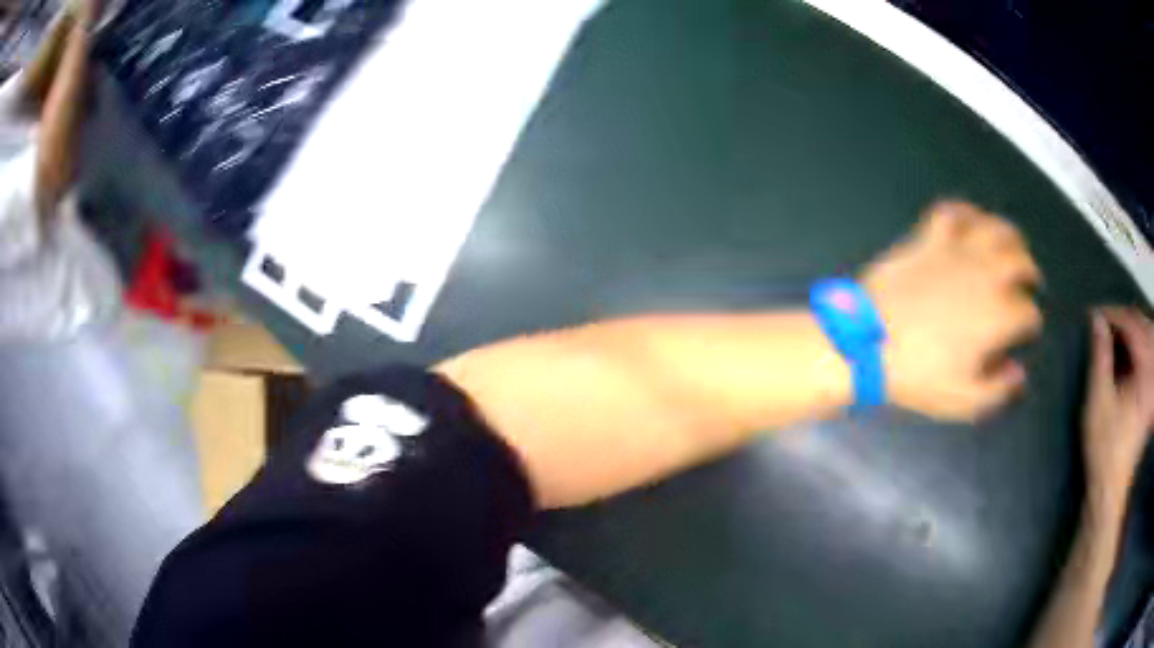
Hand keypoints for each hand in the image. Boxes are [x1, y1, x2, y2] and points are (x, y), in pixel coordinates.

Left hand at [861, 201, 1042, 420]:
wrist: (867, 342)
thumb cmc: (918, 375)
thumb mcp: (963, 400)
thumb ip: (998, 389)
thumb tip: (1019, 374)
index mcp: (997, 315)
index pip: (1028, 312)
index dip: (1031, 322)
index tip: (1026, 329)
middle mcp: (984, 275)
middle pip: (1020, 261)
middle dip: (1030, 272)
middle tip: (1029, 280)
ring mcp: (956, 251)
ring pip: (993, 228)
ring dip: (1009, 234)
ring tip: (1012, 243)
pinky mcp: (929, 238)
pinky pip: (952, 212)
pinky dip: (965, 211)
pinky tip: (971, 219)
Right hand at [1082, 307, 1153, 520]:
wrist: (1111, 488)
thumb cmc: (1105, 447)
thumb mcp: (1099, 400)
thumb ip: (1100, 356)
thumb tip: (1096, 318)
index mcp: (1144, 369)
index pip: (1132, 324)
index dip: (1113, 315)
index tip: (1095, 314)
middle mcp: (1152, 372)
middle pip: (1143, 326)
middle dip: (1126, 319)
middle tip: (1106, 321)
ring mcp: (1152, 386)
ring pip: (1148, 339)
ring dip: (1135, 330)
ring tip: (1117, 333)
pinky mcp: (1151, 397)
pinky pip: (1150, 358)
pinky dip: (1141, 347)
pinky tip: (1130, 353)